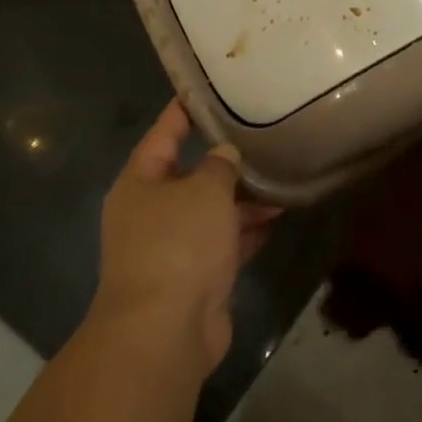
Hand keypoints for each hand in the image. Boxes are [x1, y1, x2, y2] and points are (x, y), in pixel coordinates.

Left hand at [91, 101, 279, 374]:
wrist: (165, 330)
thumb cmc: (178, 245)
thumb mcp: (203, 191)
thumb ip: (220, 166)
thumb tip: (226, 155)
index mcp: (140, 182)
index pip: (162, 134)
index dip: (184, 111)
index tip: (208, 90)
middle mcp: (151, 211)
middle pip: (190, 174)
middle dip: (224, 159)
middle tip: (260, 134)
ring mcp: (172, 246)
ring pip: (211, 211)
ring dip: (243, 197)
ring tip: (281, 173)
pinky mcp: (195, 276)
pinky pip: (224, 242)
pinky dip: (248, 229)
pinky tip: (280, 214)